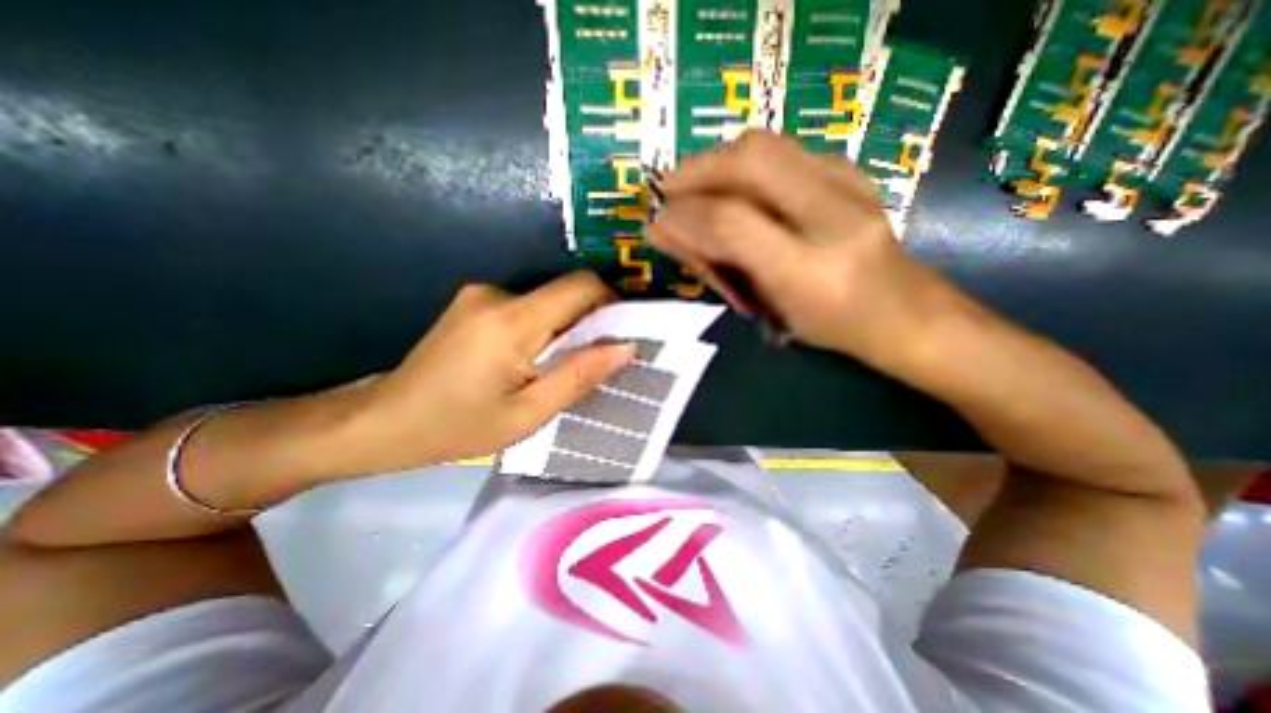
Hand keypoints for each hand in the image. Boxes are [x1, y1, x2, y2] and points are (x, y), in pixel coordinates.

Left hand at [340, 272, 639, 473]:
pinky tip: (530, 361)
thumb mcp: (528, 414)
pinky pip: (527, 307)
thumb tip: (627, 349)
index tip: (621, 335)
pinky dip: (543, 329)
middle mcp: (497, 294)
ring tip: (560, 367)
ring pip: (548, 301)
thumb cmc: (457, 427)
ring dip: (565, 329)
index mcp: (512, 321)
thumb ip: (579, 376)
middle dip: (590, 322)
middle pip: (565, 292)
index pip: (581, 287)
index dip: (611, 304)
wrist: (383, 422)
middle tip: (595, 361)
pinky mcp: (474, 303)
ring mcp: (481, 295)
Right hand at [649, 128, 947, 362]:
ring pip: (766, 145)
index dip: (685, 216)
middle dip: (696, 170)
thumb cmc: (826, 327)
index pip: (732, 223)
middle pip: (750, 161)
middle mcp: (834, 219)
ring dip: (718, 162)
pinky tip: (737, 187)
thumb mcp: (764, 307)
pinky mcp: (854, 171)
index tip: (658, 221)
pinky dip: (746, 162)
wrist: (903, 312)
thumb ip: (715, 266)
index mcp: (809, 272)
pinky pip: (784, 150)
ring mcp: (850, 186)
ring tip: (697, 189)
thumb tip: (661, 232)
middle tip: (670, 192)